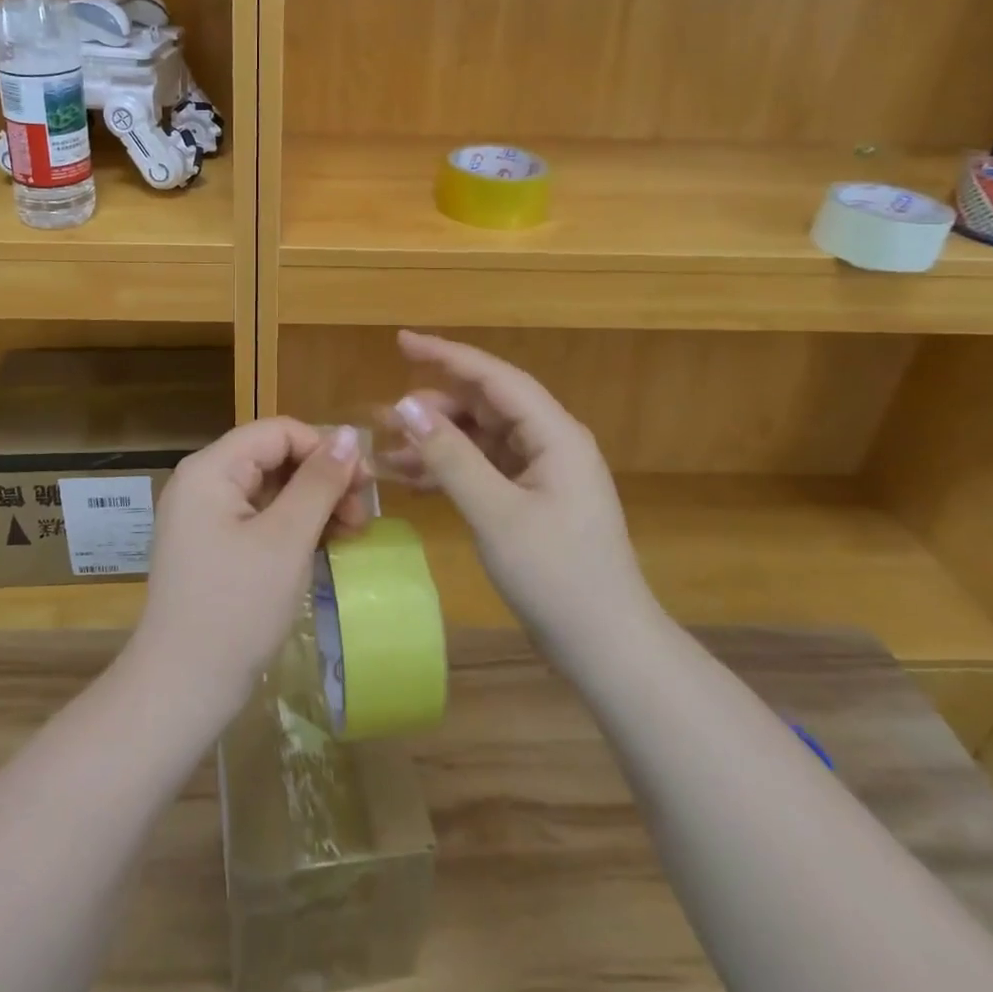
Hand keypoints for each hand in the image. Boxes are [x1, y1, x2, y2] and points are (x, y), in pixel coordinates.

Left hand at [128, 418, 368, 718]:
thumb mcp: (287, 540)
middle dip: (323, 480)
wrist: (182, 688)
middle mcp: (202, 482)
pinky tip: (322, 548)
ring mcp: (203, 515)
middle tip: (362, 517)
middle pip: (274, 457)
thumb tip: (349, 434)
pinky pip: (259, 517)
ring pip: (271, 488)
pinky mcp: (211, 545)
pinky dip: (293, 527)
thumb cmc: (237, 608)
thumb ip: (319, 482)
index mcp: (211, 469)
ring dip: (313, 504)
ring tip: (350, 536)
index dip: (325, 449)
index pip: (278, 432)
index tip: (365, 485)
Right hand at [387, 331, 650, 649]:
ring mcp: (542, 473)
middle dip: (434, 408)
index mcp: (554, 435)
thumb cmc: (557, 576)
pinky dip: (449, 471)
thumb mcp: (496, 514)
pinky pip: (484, 470)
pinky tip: (410, 480)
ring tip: (387, 452)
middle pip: (485, 406)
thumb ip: (450, 457)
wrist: (607, 649)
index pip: (494, 378)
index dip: (447, 355)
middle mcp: (550, 443)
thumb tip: (406, 407)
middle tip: (385, 417)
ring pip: (480, 440)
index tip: (402, 342)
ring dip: (436, 443)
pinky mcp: (532, 500)